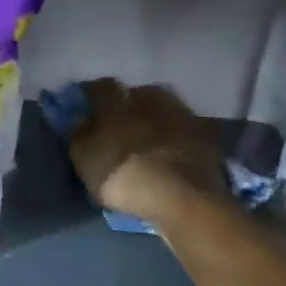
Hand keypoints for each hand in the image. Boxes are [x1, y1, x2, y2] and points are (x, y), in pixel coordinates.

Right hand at [69, 79, 225, 223]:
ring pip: (166, 106)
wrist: (183, 198)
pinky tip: (175, 146)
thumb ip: (79, 135)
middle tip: (124, 119)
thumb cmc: (124, 177)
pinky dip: (179, 133)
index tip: (89, 102)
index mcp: (117, 105)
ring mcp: (181, 116)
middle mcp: (150, 102)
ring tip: (153, 132)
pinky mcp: (205, 136)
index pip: (102, 87)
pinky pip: (187, 128)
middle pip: (139, 92)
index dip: (94, 93)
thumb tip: (81, 118)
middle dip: (131, 101)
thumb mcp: (85, 160)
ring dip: (158, 115)